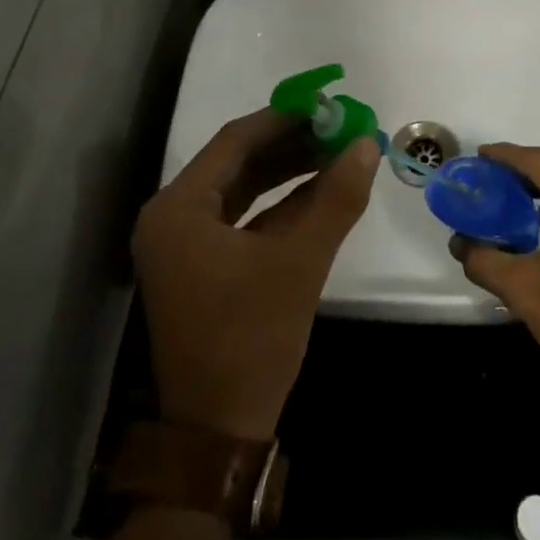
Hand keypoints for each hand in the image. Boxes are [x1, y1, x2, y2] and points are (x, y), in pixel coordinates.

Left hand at [134, 108, 379, 440]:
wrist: (218, 435)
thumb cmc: (251, 339)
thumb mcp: (300, 263)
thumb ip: (336, 199)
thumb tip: (367, 143)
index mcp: (178, 208)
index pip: (235, 141)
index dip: (284, 119)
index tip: (327, 105)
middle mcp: (173, 217)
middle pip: (238, 162)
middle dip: (291, 144)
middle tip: (338, 127)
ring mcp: (185, 244)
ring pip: (242, 189)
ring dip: (288, 171)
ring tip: (336, 152)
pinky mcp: (201, 266)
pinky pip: (242, 218)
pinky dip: (279, 204)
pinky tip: (320, 190)